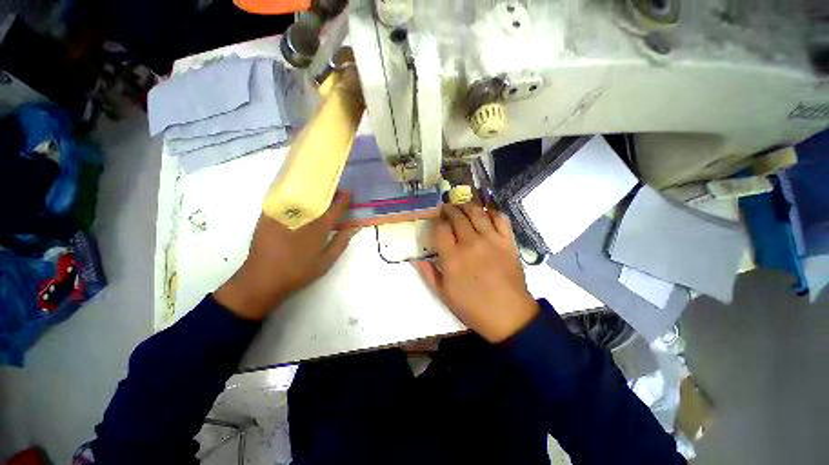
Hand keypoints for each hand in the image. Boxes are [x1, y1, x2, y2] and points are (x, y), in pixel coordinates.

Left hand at [215, 192, 357, 319]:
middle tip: (335, 191)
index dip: (344, 199)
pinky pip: (282, 197)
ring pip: (301, 194)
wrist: (262, 279)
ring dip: (312, 191)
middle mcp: (301, 216)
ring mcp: (282, 214)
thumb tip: (354, 227)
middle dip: (328, 192)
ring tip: (319, 192)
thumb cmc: (299, 271)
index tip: (349, 191)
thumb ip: (341, 242)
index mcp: (317, 228)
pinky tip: (297, 195)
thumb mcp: (326, 261)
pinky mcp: (267, 215)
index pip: (335, 208)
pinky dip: (293, 194)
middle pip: (318, 197)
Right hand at [414, 203, 537, 342]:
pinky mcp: (507, 242)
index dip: (436, 220)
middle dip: (450, 209)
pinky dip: (492, 213)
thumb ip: (429, 274)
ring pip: (477, 213)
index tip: (435, 219)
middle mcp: (470, 243)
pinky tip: (486, 214)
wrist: (508, 315)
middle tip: (447, 208)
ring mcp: (491, 240)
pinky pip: (500, 219)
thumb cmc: (473, 307)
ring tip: (463, 207)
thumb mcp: (444, 295)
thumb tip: (417, 259)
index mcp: (452, 257)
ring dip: (467, 206)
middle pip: (458, 217)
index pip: (441, 228)